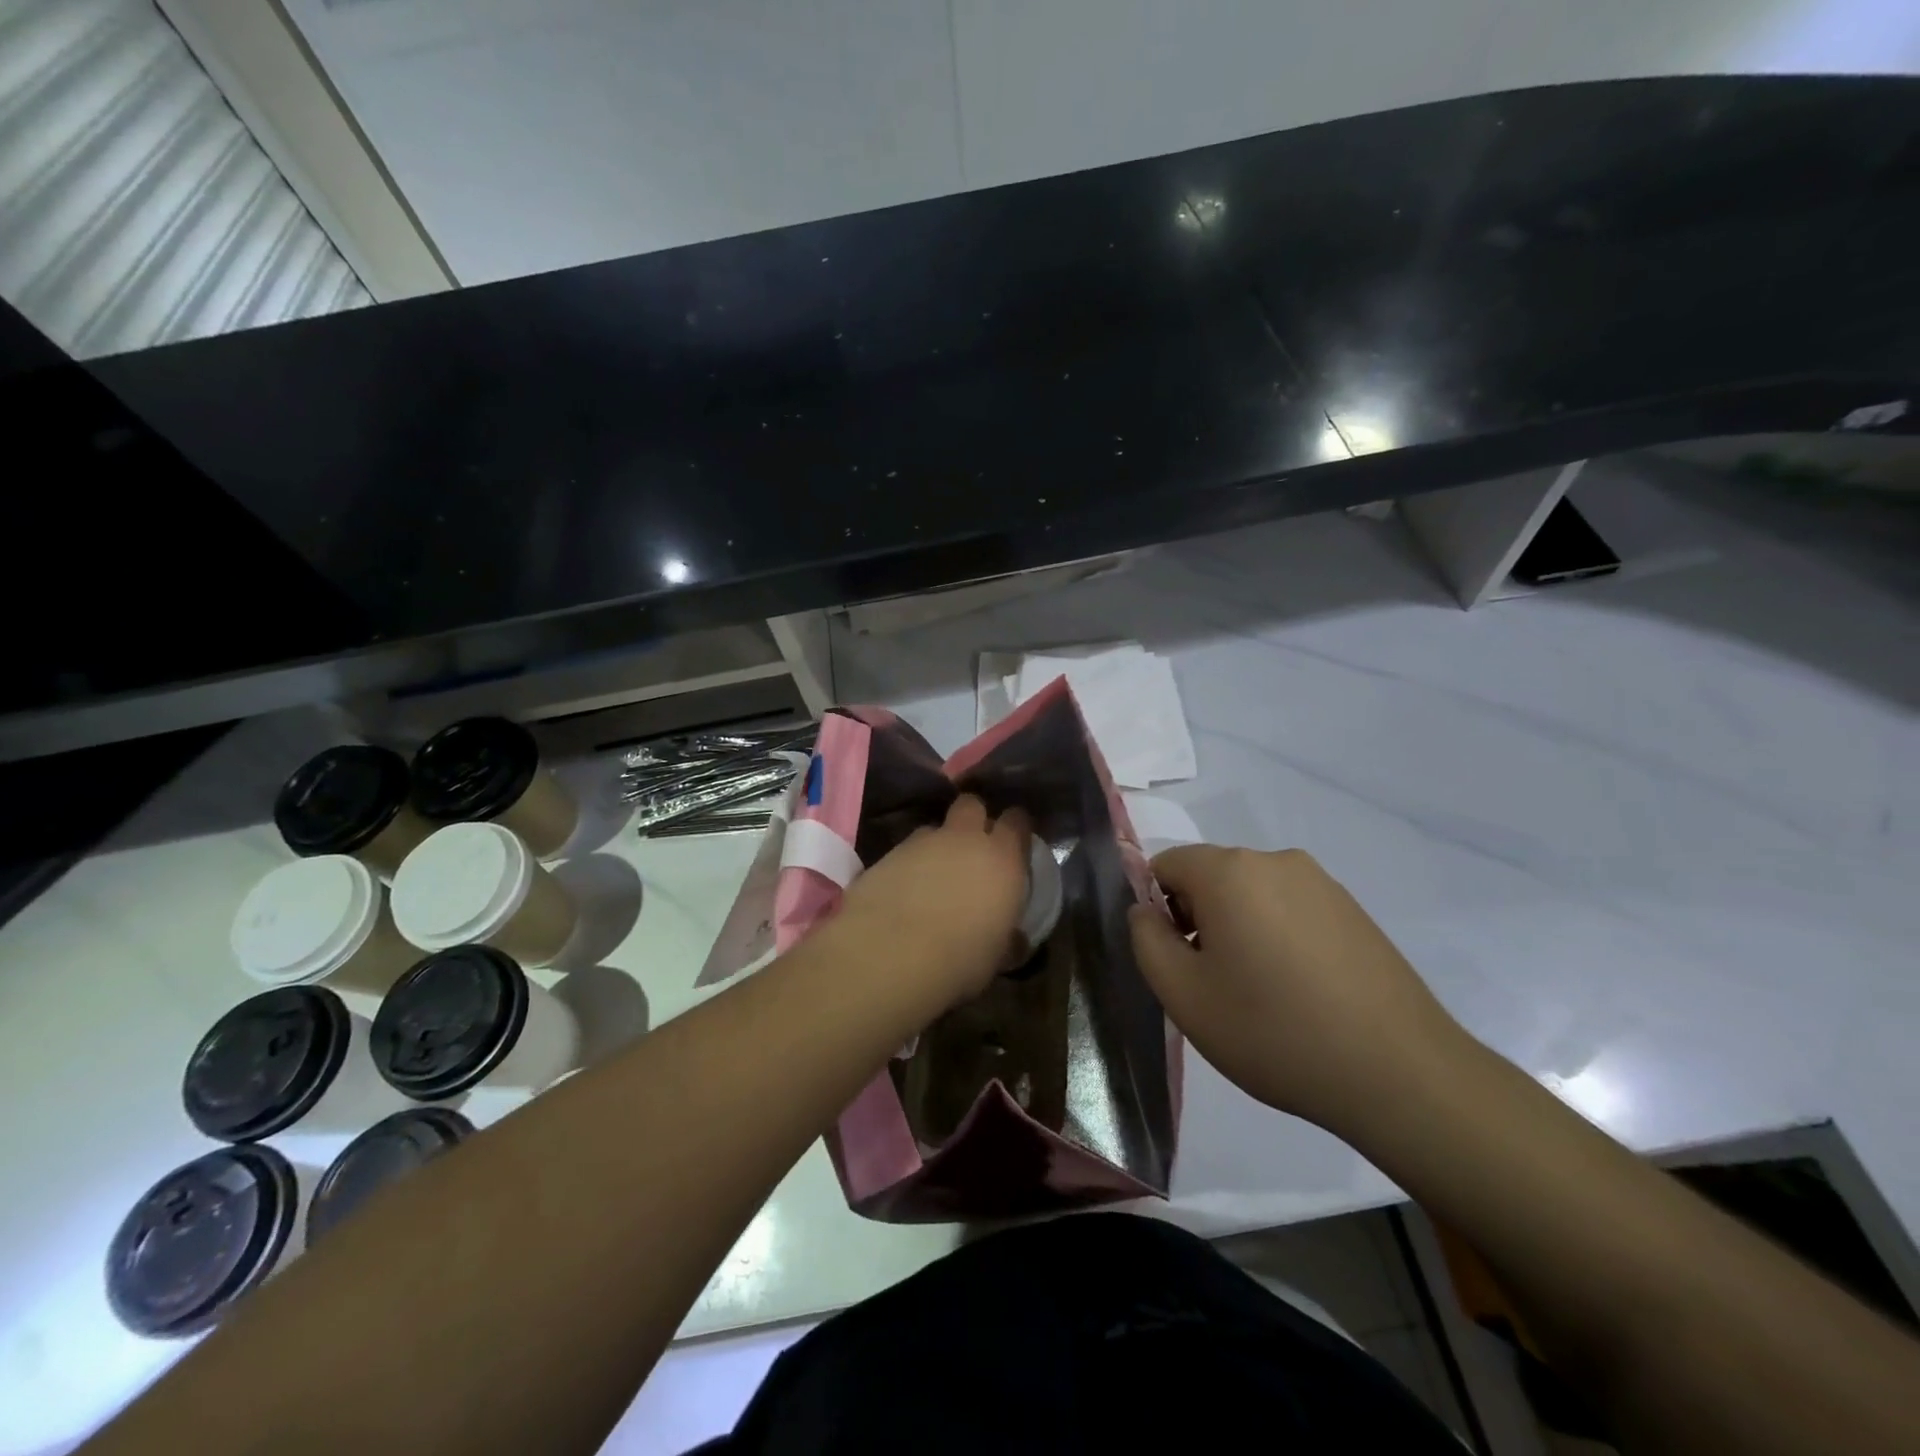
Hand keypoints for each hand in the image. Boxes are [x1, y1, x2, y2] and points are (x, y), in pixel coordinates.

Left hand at [837, 795, 1032, 1003]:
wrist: (889, 954)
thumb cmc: (959, 959)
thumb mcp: (996, 955)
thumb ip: (1007, 937)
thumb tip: (1013, 939)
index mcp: (1002, 859)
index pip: (1017, 821)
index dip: (1016, 828)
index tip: (1015, 844)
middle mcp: (963, 839)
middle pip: (972, 805)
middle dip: (973, 818)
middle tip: (972, 848)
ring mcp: (921, 843)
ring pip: (934, 829)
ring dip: (937, 846)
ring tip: (932, 877)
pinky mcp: (886, 854)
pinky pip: (904, 852)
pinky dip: (907, 866)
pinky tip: (902, 894)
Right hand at [1128, 845, 1471, 1134]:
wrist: (1400, 1074)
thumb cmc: (1274, 1031)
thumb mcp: (1183, 995)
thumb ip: (1146, 940)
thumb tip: (1145, 911)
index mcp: (1229, 871)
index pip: (1166, 866)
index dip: (1158, 911)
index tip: (1179, 962)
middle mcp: (1275, 860)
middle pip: (1211, 877)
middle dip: (1199, 920)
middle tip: (1216, 984)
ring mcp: (1321, 883)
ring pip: (1252, 894)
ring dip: (1240, 930)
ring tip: (1262, 994)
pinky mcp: (1353, 910)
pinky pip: (1291, 909)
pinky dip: (1279, 937)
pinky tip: (1301, 992)